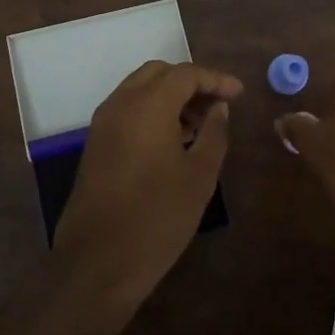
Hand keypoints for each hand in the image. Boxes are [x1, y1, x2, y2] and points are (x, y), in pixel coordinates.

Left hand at [50, 61, 242, 314]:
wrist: (99, 261)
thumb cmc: (158, 216)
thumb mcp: (200, 176)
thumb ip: (214, 133)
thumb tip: (219, 108)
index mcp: (147, 105)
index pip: (185, 74)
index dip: (215, 79)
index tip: (239, 94)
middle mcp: (120, 104)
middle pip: (159, 73)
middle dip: (190, 82)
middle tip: (217, 105)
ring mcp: (103, 123)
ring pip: (140, 89)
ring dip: (170, 96)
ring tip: (199, 125)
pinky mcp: (96, 143)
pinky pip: (127, 110)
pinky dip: (152, 111)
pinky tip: (173, 140)